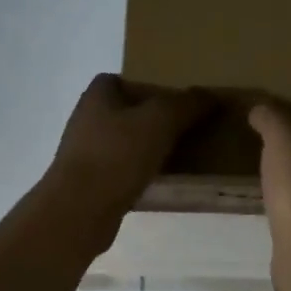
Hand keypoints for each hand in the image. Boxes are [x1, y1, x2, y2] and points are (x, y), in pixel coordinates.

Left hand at [40, 74, 209, 245]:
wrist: (80, 211)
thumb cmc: (117, 155)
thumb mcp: (160, 120)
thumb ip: (186, 104)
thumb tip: (210, 96)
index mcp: (96, 96)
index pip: (123, 79)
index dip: (149, 86)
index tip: (176, 100)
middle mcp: (87, 120)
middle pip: (128, 112)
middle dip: (155, 119)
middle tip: (187, 126)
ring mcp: (86, 153)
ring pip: (126, 143)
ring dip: (150, 147)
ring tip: (182, 154)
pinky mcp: (91, 183)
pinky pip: (124, 170)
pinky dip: (142, 173)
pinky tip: (163, 181)